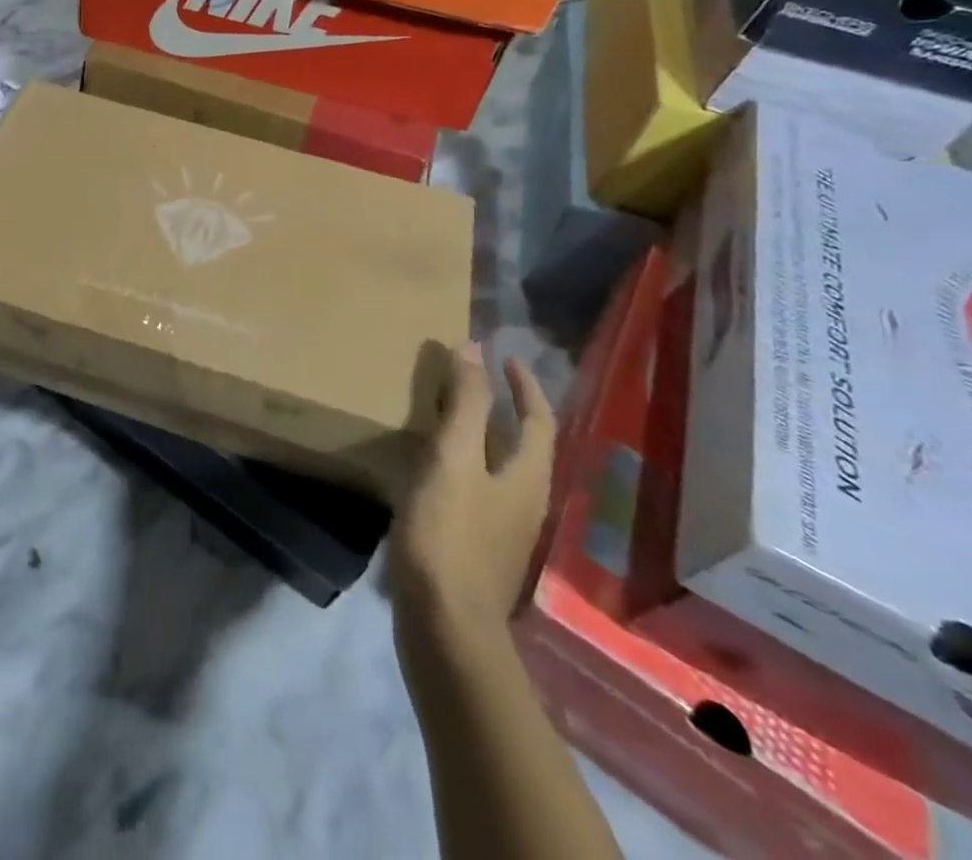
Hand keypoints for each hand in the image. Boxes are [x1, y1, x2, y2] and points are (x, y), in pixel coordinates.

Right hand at [388, 347, 556, 639]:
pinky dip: (463, 462)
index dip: (525, 385)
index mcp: (528, 476)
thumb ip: (467, 404)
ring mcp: (504, 529)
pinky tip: (433, 466)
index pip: (538, 419)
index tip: (506, 356)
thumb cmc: (450, 533)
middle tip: (471, 378)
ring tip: (448, 413)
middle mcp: (526, 501)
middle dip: (503, 407)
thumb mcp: (455, 458)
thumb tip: (475, 347)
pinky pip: (478, 488)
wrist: (444, 625)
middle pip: (523, 443)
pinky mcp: (479, 547)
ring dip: (482, 434)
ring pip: (499, 466)